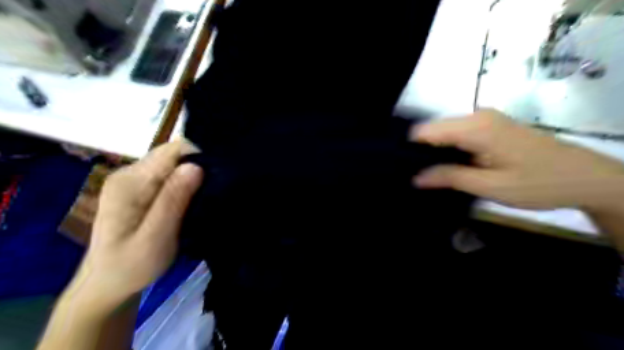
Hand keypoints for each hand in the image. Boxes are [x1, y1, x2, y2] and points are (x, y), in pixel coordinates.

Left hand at [75, 140, 202, 308]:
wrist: (106, 284)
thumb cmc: (132, 266)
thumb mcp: (156, 237)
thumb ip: (173, 200)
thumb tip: (196, 166)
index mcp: (130, 181)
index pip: (173, 150)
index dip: (199, 159)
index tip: (213, 181)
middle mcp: (129, 173)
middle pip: (174, 154)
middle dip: (197, 168)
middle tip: (209, 195)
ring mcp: (133, 180)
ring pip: (173, 164)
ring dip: (192, 178)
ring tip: (201, 200)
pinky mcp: (138, 189)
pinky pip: (169, 176)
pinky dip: (184, 185)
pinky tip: (189, 202)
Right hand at [414, 110, 623, 211]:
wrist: (586, 178)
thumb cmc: (539, 183)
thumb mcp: (491, 186)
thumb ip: (450, 177)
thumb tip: (416, 177)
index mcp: (476, 127)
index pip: (426, 131)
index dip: (412, 149)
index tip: (406, 170)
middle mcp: (478, 116)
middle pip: (434, 131)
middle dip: (423, 153)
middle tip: (421, 179)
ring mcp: (486, 119)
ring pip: (445, 133)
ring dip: (437, 153)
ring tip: (434, 176)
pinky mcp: (491, 126)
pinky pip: (459, 135)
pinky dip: (451, 150)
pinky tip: (453, 167)